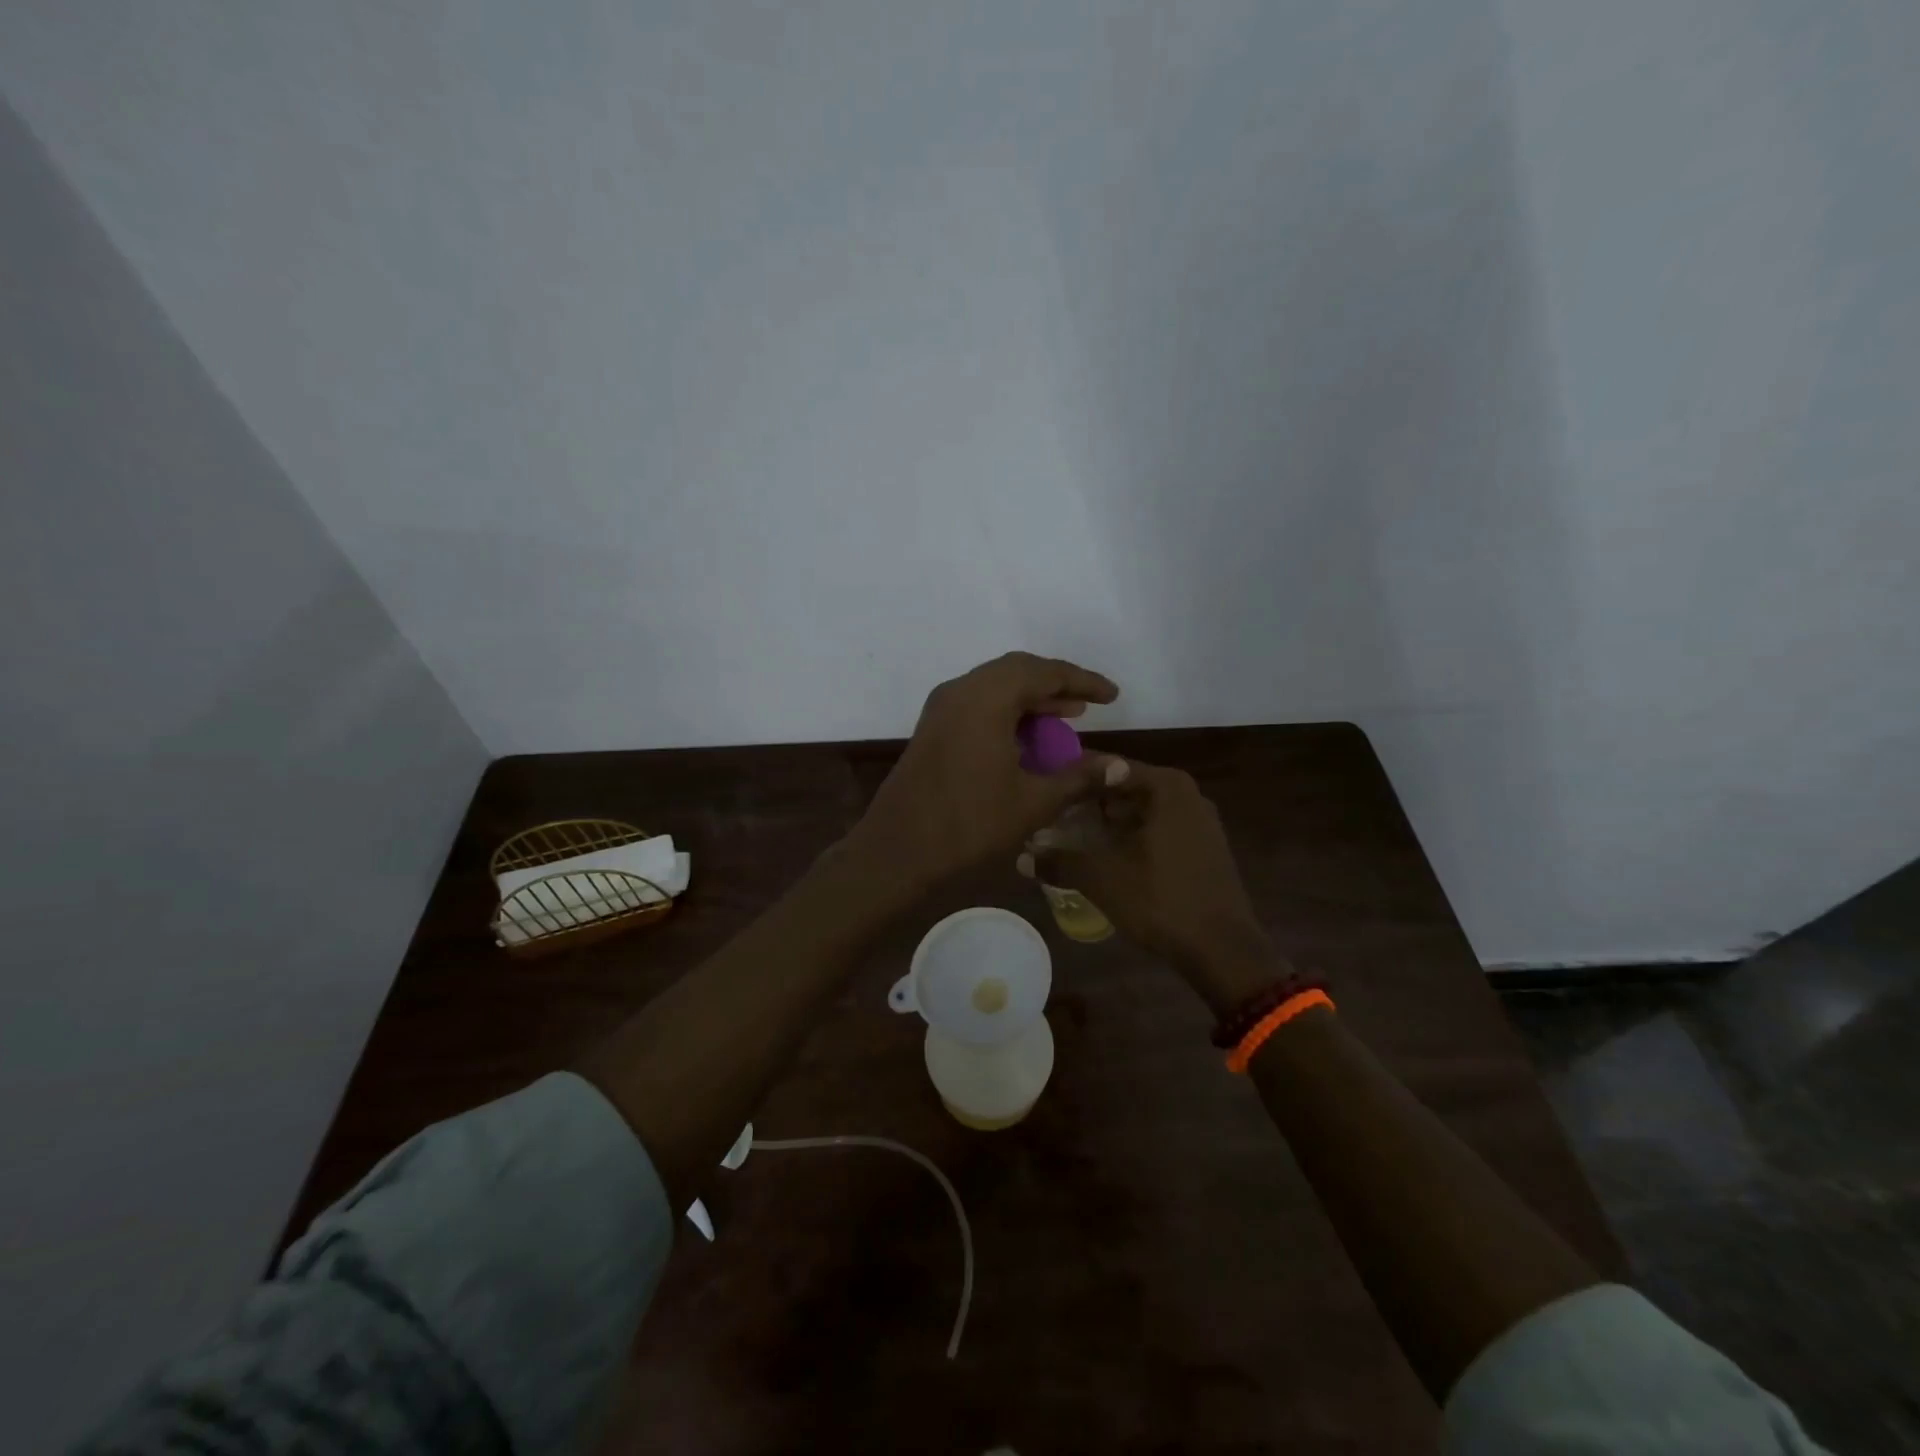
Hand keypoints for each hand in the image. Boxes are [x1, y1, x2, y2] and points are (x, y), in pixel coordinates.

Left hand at [854, 652, 1120, 890]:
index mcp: (986, 698)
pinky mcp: (932, 728)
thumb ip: (1079, 777)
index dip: (1083, 681)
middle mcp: (961, 691)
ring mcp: (941, 708)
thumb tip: (1122, 766)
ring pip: (995, 686)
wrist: (897, 851)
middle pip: (1017, 670)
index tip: (1113, 697)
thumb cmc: (969, 824)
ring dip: (1031, 698)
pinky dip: (1007, 712)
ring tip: (1068, 716)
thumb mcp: (1032, 802)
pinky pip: (977, 704)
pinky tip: (1026, 737)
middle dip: (1056, 684)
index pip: (1044, 672)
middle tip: (1089, 703)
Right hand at [1030, 762, 1280, 1010]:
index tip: (1039, 789)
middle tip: (1046, 817)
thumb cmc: (1161, 900)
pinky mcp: (1200, 848)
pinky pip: (1154, 830)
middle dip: (1084, 803)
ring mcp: (1196, 821)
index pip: (1106, 766)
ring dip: (1103, 824)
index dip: (1069, 777)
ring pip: (1137, 812)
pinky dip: (1126, 838)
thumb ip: (1059, 860)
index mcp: (1165, 786)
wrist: (1223, 951)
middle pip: (1121, 787)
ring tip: (1065, 838)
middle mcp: (1184, 794)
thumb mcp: (1102, 878)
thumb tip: (1021, 857)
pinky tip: (1100, 858)